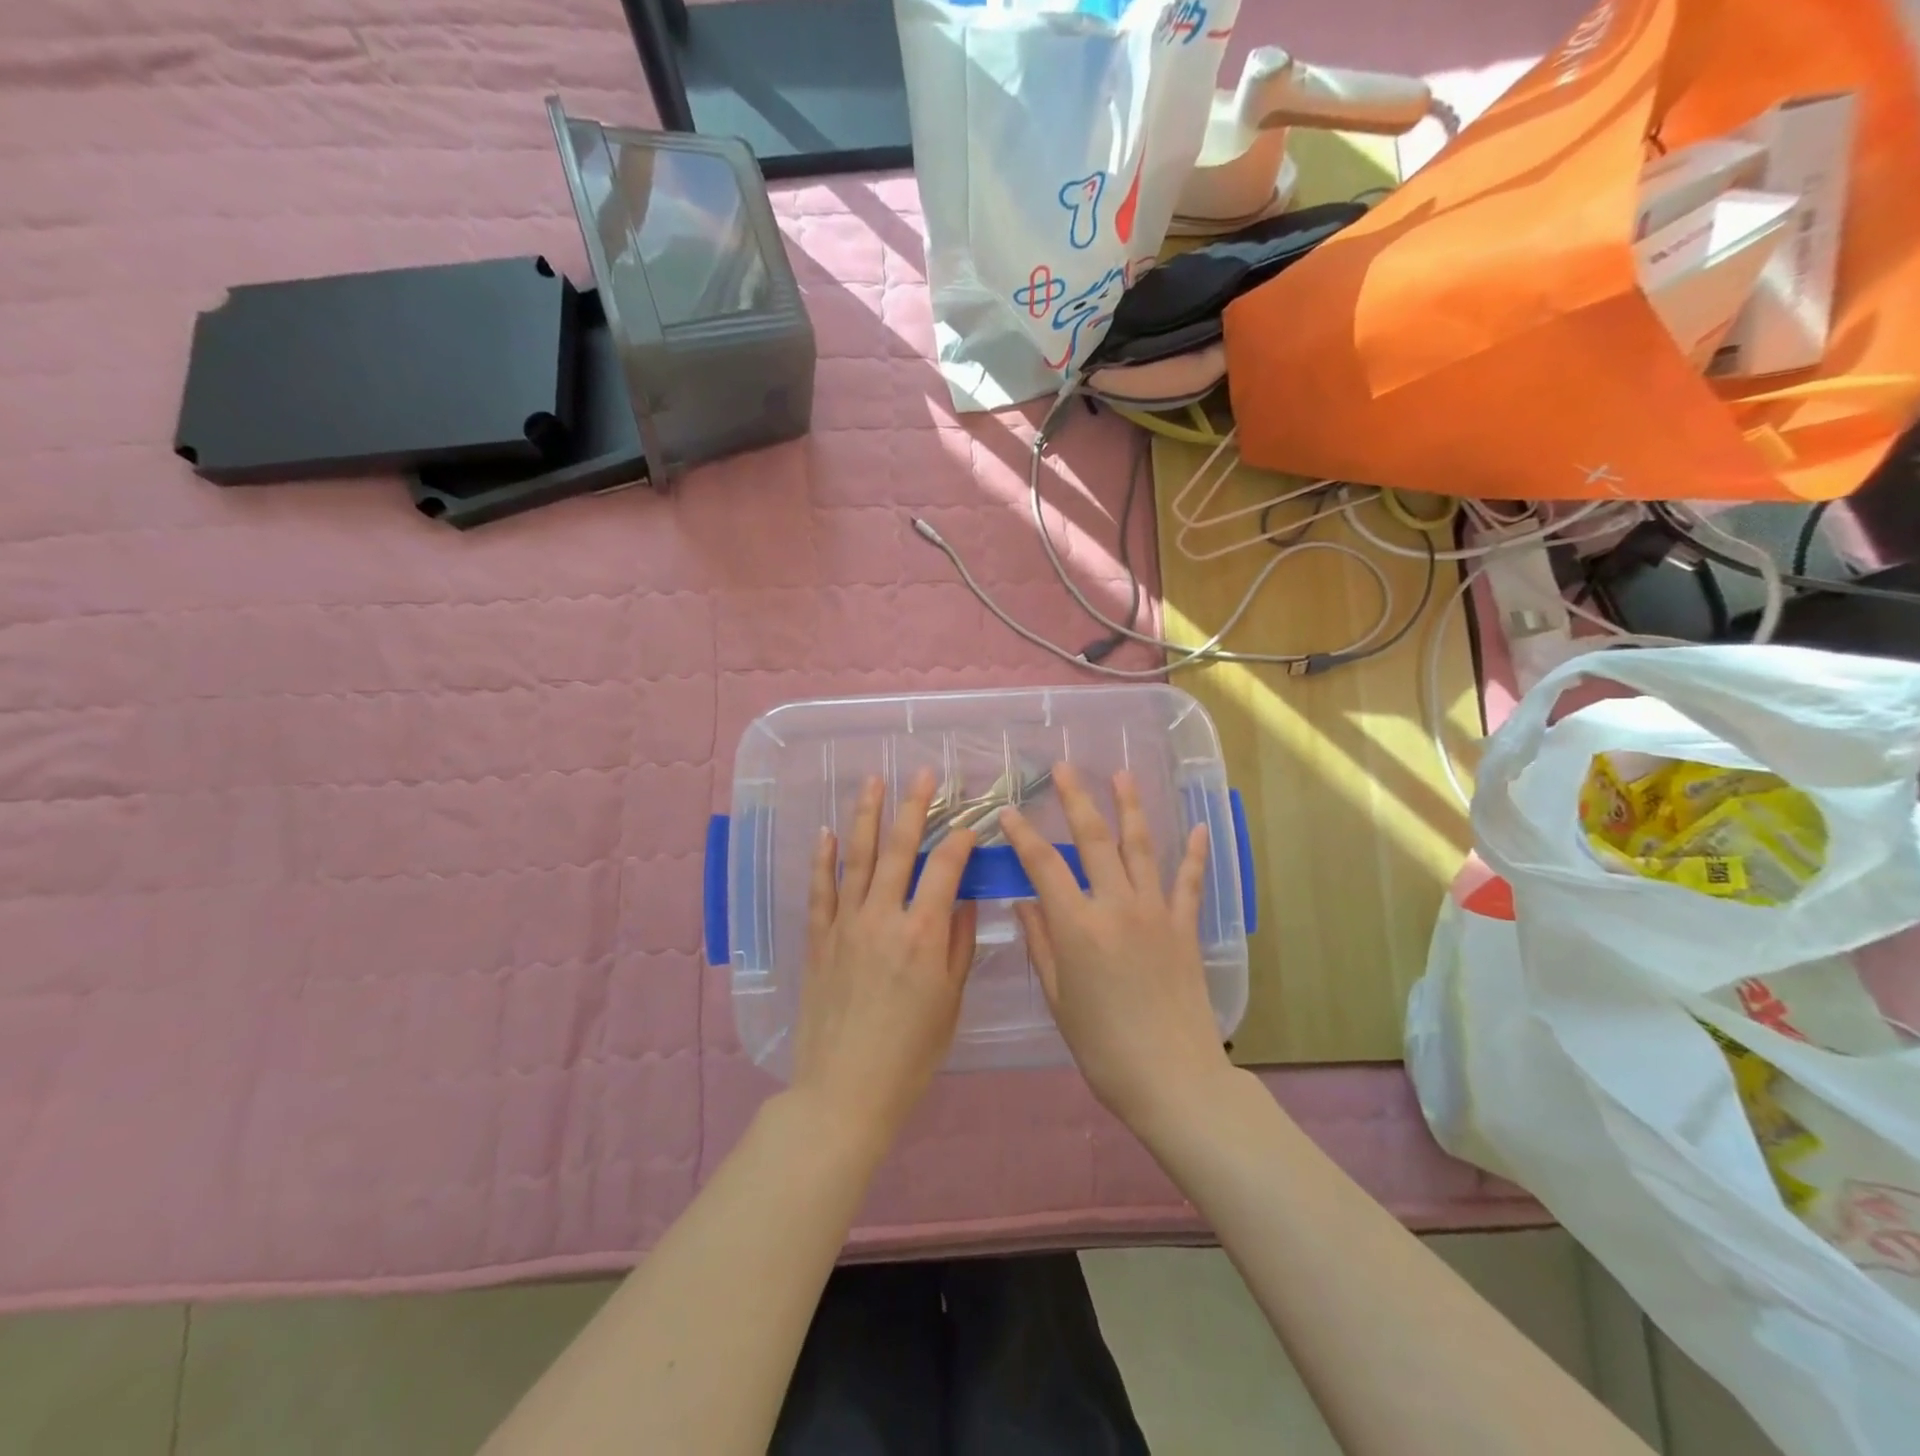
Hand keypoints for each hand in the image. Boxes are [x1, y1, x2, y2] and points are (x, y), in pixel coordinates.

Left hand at [790, 769, 978, 1147]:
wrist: (844, 1091)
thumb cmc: (910, 1053)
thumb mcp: (950, 1001)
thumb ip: (959, 944)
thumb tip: (964, 898)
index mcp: (923, 933)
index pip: (945, 868)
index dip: (959, 840)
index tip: (969, 826)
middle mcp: (883, 917)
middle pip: (899, 849)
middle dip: (914, 806)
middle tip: (923, 773)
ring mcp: (845, 924)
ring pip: (856, 857)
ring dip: (866, 816)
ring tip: (873, 781)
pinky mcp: (818, 939)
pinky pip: (820, 889)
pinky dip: (822, 858)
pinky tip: (825, 831)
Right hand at [999, 764, 1233, 1129]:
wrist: (1173, 1079)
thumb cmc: (1103, 1046)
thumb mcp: (1059, 998)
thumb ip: (1042, 943)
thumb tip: (1026, 902)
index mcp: (1078, 926)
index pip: (1043, 865)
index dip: (1022, 835)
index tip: (1007, 813)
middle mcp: (1117, 906)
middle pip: (1093, 840)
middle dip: (1076, 799)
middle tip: (1065, 769)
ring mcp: (1156, 912)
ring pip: (1140, 847)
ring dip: (1129, 808)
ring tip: (1121, 776)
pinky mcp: (1185, 927)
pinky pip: (1189, 882)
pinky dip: (1193, 853)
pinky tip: (1197, 827)